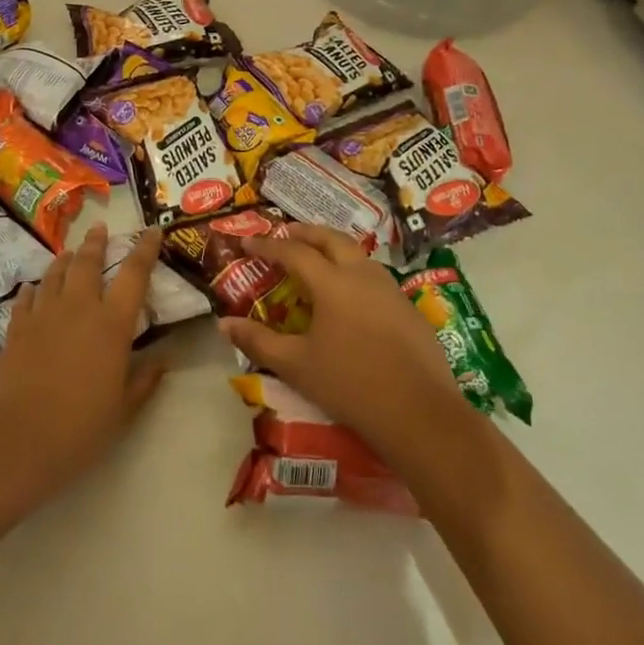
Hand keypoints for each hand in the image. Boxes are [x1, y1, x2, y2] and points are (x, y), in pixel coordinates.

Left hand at [0, 224, 166, 492]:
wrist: (17, 439)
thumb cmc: (80, 426)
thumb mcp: (123, 408)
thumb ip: (144, 380)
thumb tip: (164, 360)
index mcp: (112, 323)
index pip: (134, 274)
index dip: (145, 249)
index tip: (152, 231)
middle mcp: (78, 307)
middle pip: (87, 262)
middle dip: (96, 242)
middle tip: (101, 228)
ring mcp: (43, 315)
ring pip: (55, 274)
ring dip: (65, 259)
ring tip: (70, 251)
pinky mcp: (17, 328)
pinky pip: (27, 297)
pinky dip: (34, 288)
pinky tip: (33, 286)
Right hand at [221, 224, 475, 466]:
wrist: (418, 412)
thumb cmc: (350, 385)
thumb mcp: (296, 365)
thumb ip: (258, 341)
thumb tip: (224, 324)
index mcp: (332, 283)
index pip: (294, 252)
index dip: (268, 245)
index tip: (247, 242)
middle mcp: (362, 275)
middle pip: (332, 239)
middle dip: (306, 232)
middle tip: (285, 232)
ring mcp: (390, 289)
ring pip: (358, 254)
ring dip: (333, 247)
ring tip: (317, 256)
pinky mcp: (409, 308)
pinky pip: (375, 276)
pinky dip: (354, 270)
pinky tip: (351, 293)